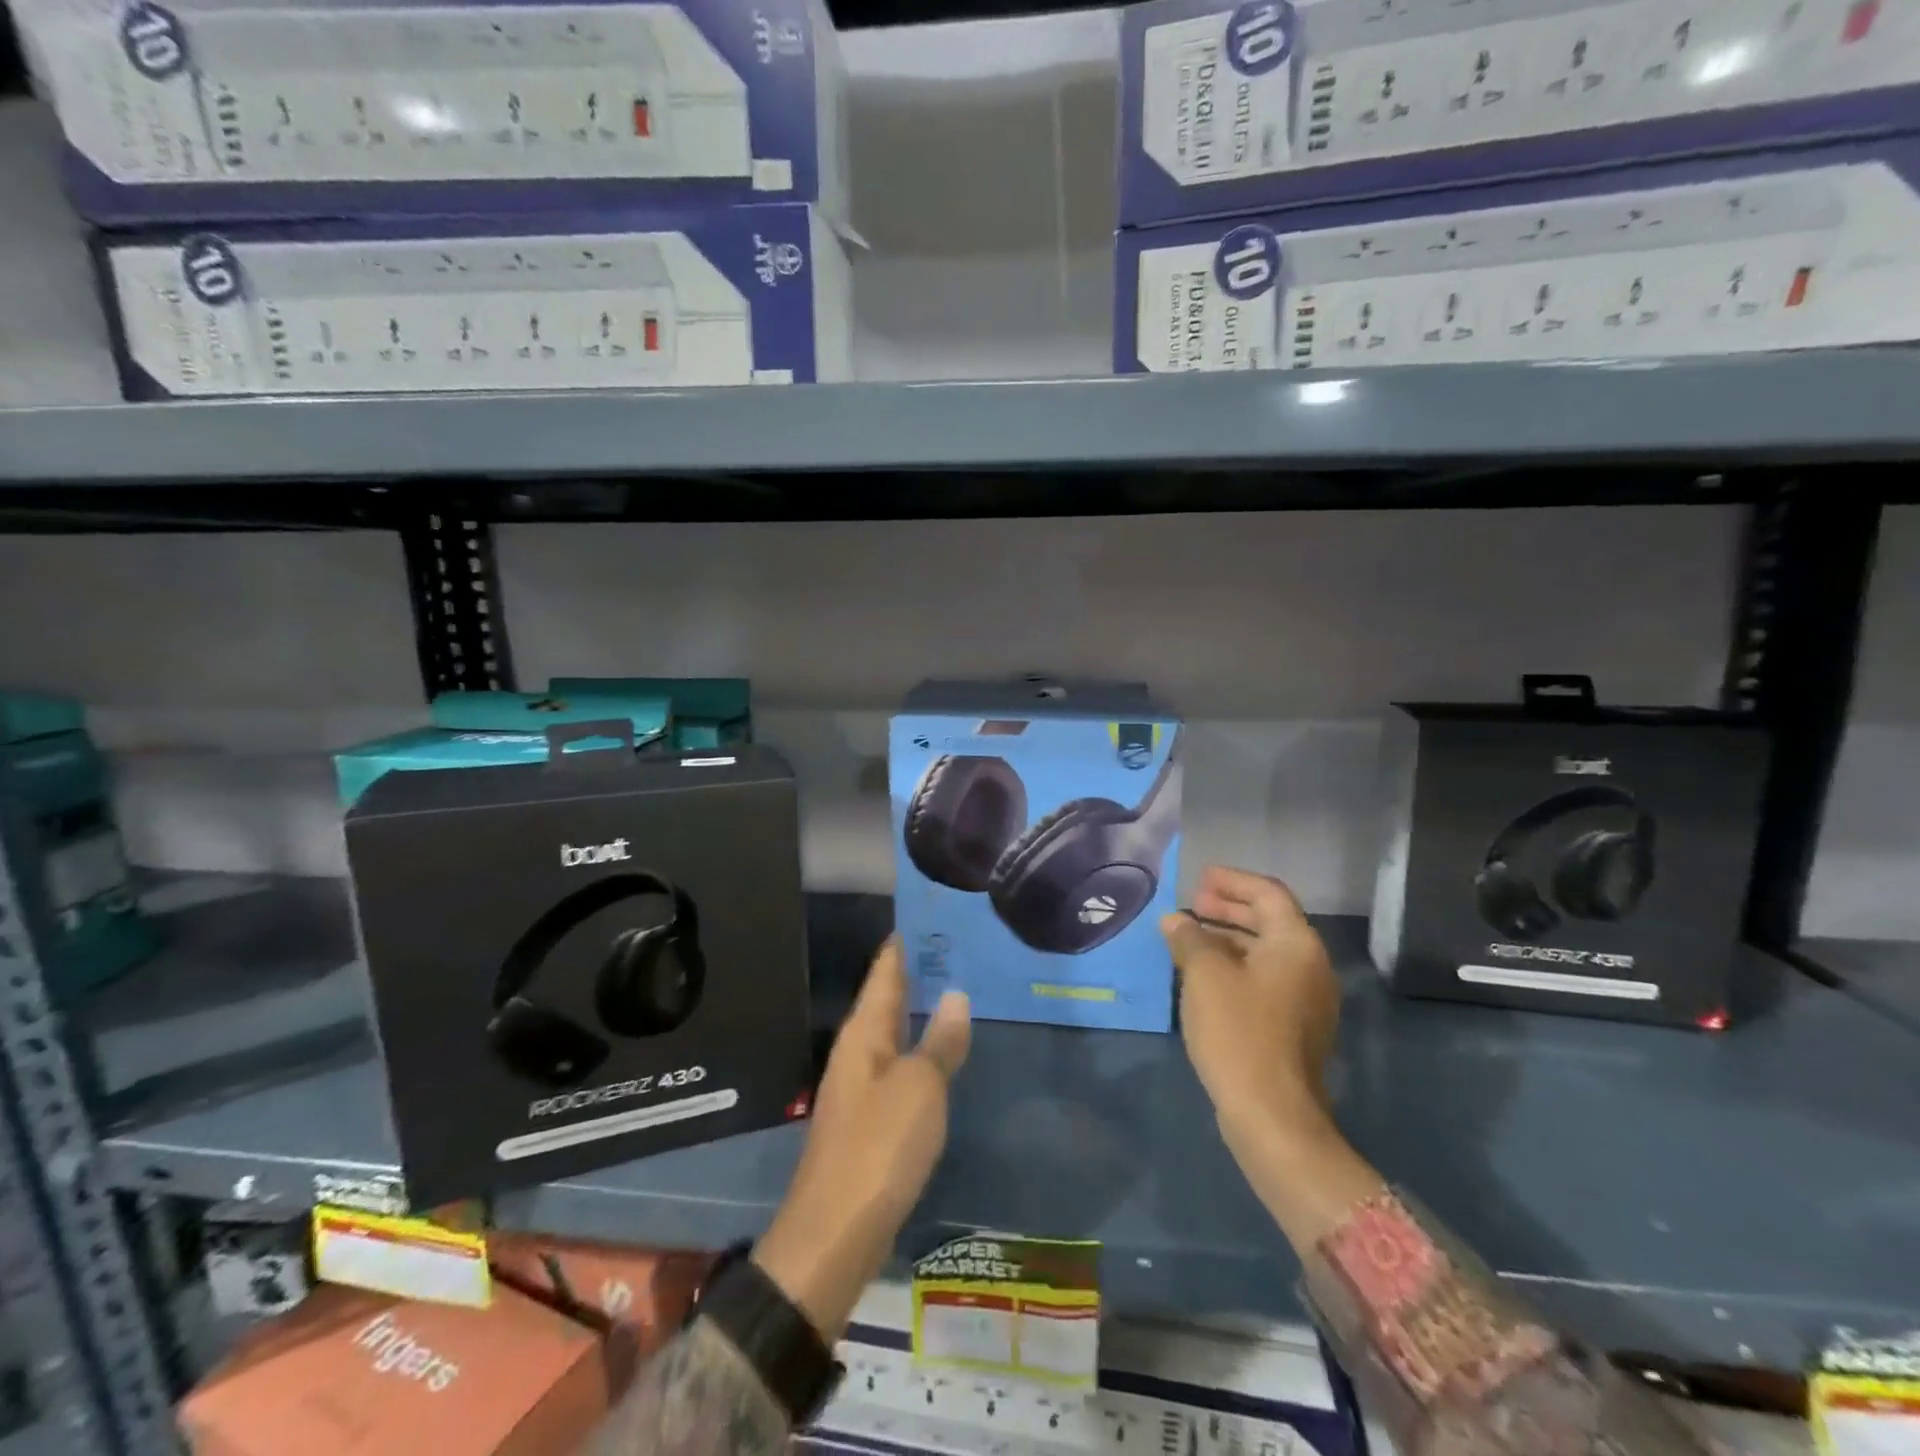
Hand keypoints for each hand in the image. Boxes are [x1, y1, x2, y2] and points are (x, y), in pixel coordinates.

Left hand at [753, 939, 970, 1343]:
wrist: (837, 1232)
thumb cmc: (879, 1146)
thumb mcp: (920, 1088)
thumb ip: (940, 1041)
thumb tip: (957, 995)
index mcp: (863, 1032)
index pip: (885, 970)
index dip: (905, 943)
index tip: (933, 915)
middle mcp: (858, 1050)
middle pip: (888, 998)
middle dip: (919, 973)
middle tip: (961, 947)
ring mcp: (862, 1085)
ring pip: (895, 1032)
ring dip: (922, 1010)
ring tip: (961, 988)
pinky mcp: (871, 1118)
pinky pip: (900, 1065)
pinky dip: (922, 1048)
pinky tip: (946, 1051)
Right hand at [1162, 867, 1380, 1252]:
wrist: (1272, 1113)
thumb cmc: (1239, 1030)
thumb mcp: (1204, 975)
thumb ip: (1189, 938)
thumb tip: (1175, 921)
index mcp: (1296, 944)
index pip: (1268, 893)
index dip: (1233, 881)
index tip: (1200, 879)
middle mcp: (1310, 966)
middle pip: (1270, 921)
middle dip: (1229, 909)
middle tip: (1192, 904)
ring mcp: (1305, 999)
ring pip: (1265, 953)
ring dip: (1228, 939)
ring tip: (1189, 938)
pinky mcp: (1294, 1027)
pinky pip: (1264, 979)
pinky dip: (1235, 966)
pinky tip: (1203, 976)